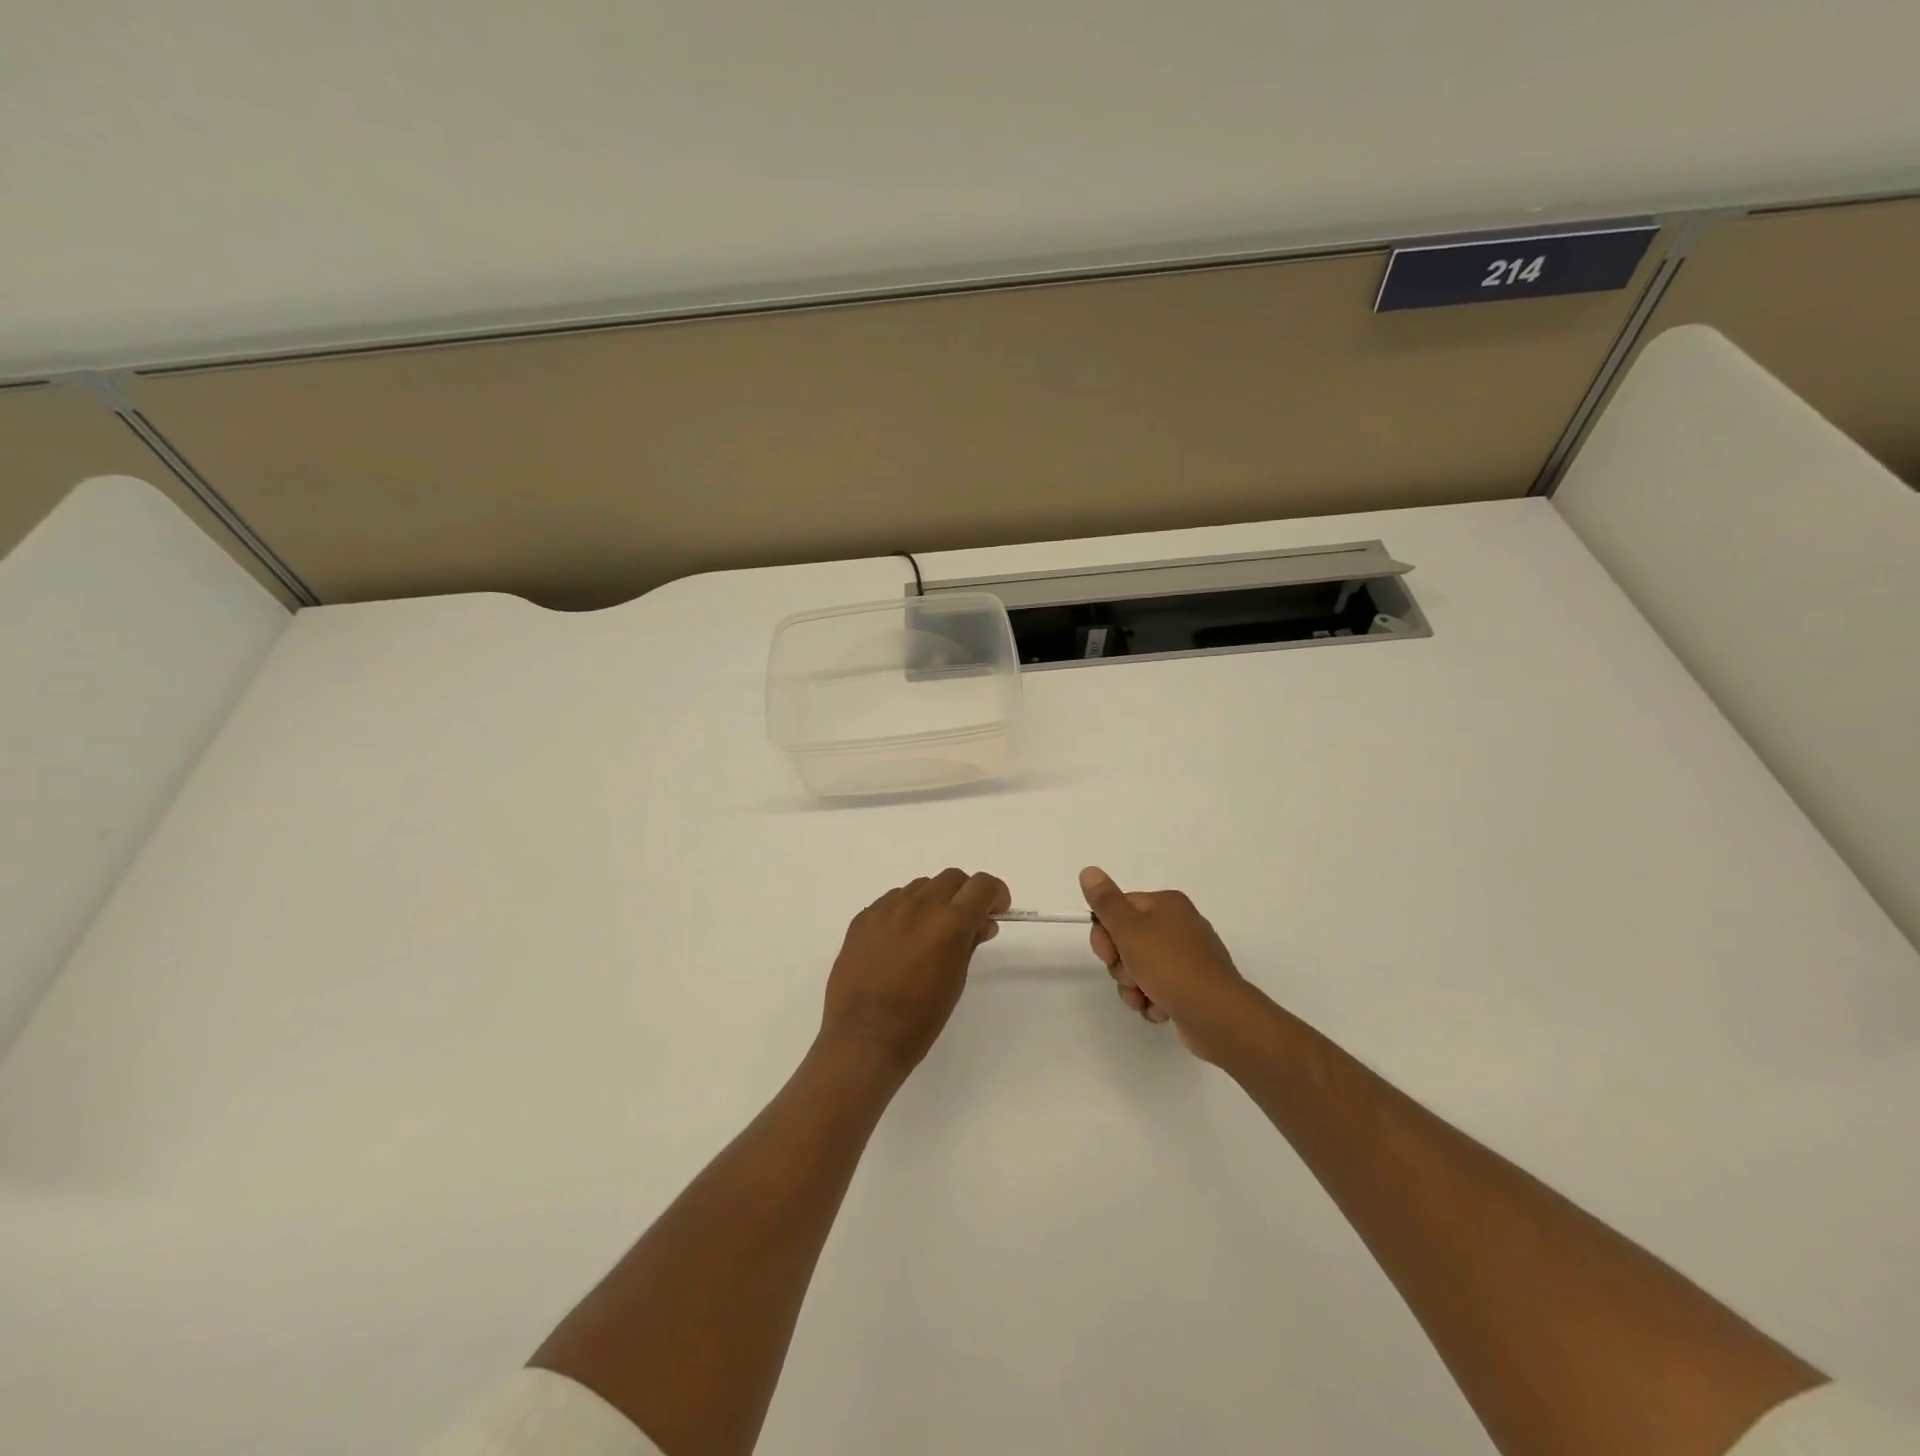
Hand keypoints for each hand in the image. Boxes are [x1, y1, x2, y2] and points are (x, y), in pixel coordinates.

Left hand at [820, 868, 1009, 1075]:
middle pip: (952, 878)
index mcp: (949, 923)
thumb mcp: (956, 981)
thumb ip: (969, 943)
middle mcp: (919, 906)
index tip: (995, 911)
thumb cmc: (919, 1020)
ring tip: (929, 932)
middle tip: (966, 922)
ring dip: (934, 900)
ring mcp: (887, 908)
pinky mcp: (863, 918)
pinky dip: (906, 910)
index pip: (981, 885)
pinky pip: (893, 900)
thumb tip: (982, 923)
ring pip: (921, 886)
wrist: (863, 1038)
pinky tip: (900, 940)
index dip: (995, 894)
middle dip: (965, 894)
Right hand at [1079, 866, 1251, 1061]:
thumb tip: (1089, 871)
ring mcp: (1188, 958)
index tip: (1107, 953)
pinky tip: (1160, 1009)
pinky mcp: (1192, 986)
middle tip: (1130, 976)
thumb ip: (1106, 901)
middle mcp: (1179, 926)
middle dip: (1121, 965)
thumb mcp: (1129, 929)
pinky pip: (1159, 989)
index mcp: (1167, 904)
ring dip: (1133, 987)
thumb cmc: (1169, 965)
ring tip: (1144, 998)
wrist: (1215, 1014)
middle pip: (1128, 941)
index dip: (1105, 934)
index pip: (1119, 909)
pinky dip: (1153, 1000)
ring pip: (1140, 969)